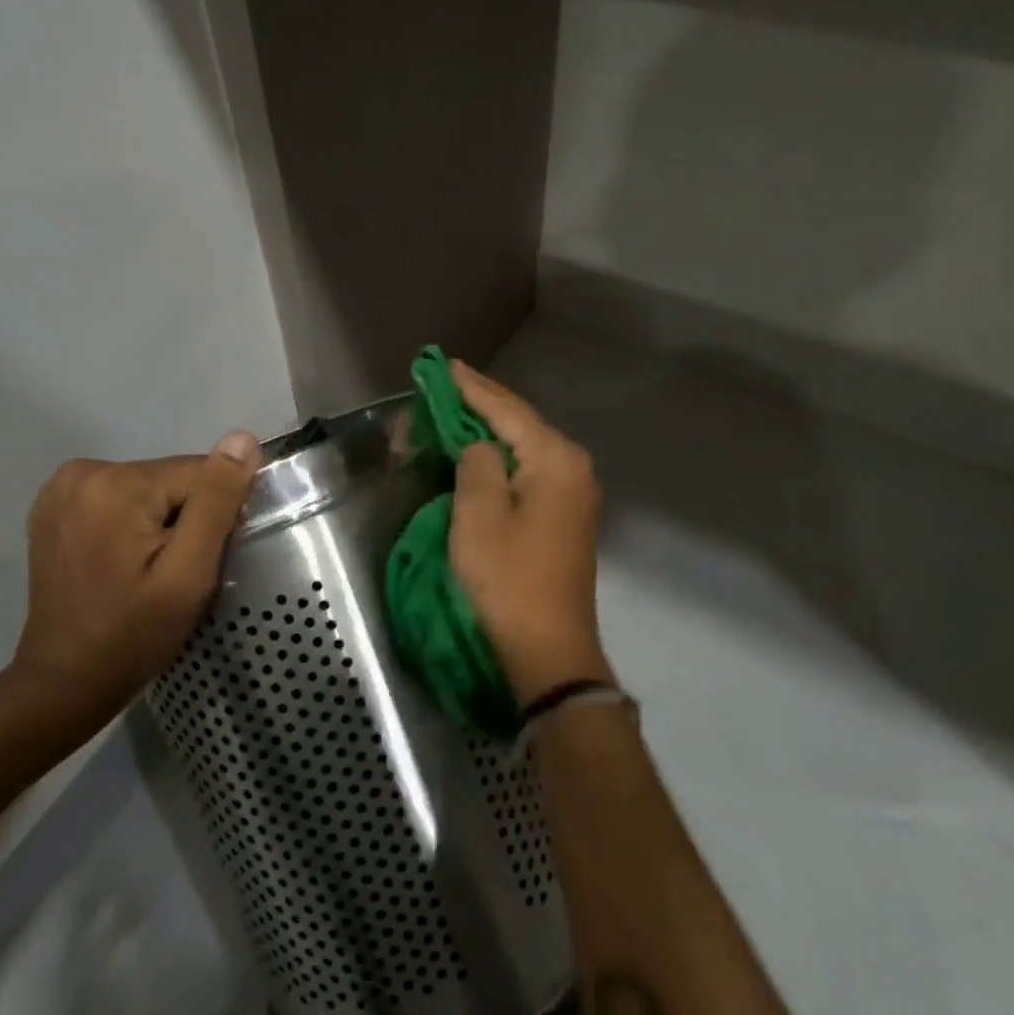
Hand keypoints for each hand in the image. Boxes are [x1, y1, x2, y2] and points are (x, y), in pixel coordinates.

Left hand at [11, 432, 260, 718]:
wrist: (65, 682)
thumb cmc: (134, 634)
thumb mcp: (189, 573)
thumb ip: (217, 501)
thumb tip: (241, 438)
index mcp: (115, 483)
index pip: (199, 474)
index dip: (212, 518)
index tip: (198, 561)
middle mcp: (82, 471)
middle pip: (171, 479)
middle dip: (184, 519)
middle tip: (173, 573)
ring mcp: (61, 487)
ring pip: (149, 488)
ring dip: (160, 522)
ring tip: (147, 571)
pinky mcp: (53, 505)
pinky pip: (119, 498)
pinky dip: (131, 523)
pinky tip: (122, 561)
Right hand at [448, 362, 612, 704]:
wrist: (549, 649)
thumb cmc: (509, 579)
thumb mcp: (479, 515)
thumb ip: (477, 462)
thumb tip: (479, 445)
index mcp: (555, 459)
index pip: (506, 409)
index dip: (470, 387)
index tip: (441, 365)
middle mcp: (573, 467)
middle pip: (520, 422)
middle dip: (478, 404)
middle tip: (440, 385)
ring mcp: (573, 493)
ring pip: (524, 445)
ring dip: (488, 429)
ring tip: (453, 410)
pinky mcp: (565, 517)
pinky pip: (528, 469)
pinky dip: (500, 456)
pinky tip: (479, 451)